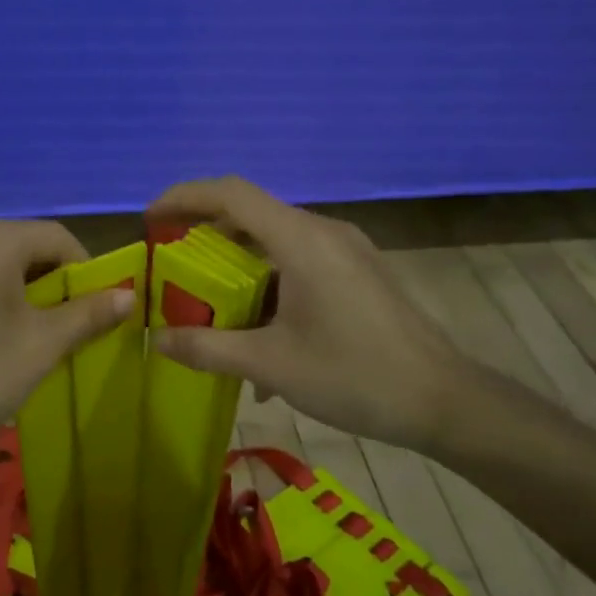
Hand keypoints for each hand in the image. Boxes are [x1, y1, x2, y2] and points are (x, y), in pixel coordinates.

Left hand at [0, 219, 133, 485]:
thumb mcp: (39, 348)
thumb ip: (87, 313)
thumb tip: (129, 293)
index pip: (55, 237)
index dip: (83, 269)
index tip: (93, 308)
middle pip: (17, 245)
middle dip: (44, 280)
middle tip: (57, 327)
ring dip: (9, 287)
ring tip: (15, 334)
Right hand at [146, 177, 475, 451]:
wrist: (445, 402)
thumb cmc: (354, 376)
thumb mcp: (271, 364)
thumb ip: (207, 348)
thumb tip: (156, 340)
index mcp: (301, 240)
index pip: (231, 193)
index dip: (184, 197)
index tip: (150, 221)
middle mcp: (323, 232)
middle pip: (251, 214)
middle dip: (204, 235)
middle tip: (171, 267)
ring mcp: (346, 250)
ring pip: (275, 241)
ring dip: (237, 265)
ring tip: (209, 305)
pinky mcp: (358, 272)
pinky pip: (299, 262)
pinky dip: (268, 282)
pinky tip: (259, 332)